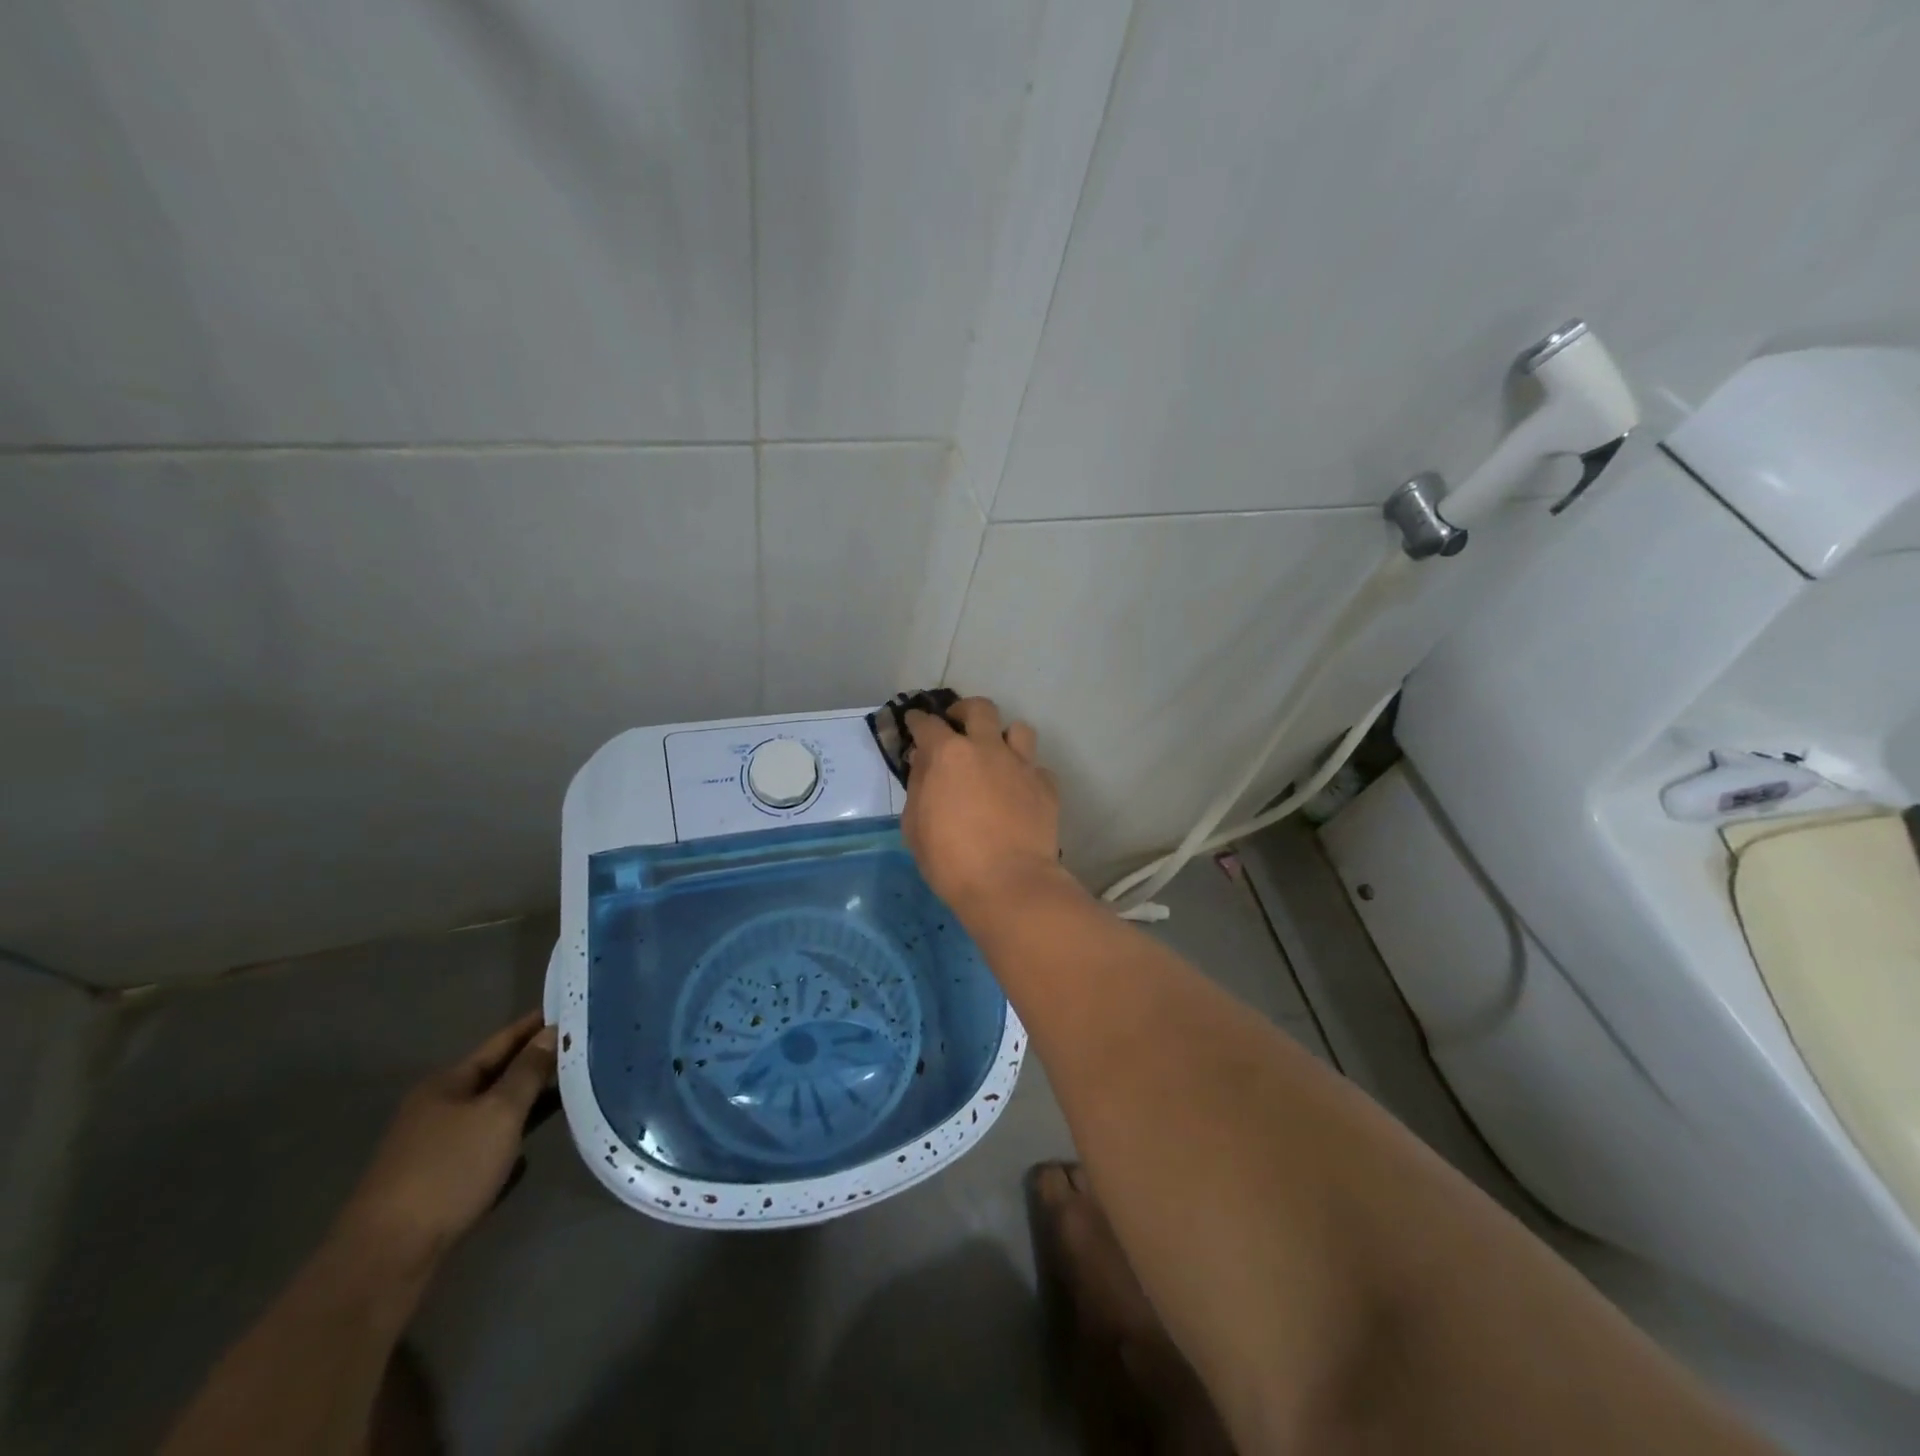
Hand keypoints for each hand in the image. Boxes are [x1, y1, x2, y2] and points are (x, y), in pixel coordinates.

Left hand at [337, 1011, 557, 1266]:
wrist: (386, 1258)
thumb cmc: (448, 1171)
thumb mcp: (499, 1113)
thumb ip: (528, 1072)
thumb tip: (550, 1032)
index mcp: (448, 1083)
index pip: (501, 1042)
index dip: (534, 1025)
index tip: (570, 1008)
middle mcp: (437, 1108)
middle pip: (496, 1076)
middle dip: (535, 1064)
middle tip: (580, 1049)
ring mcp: (433, 1147)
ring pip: (491, 1113)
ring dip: (526, 1104)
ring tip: (568, 1093)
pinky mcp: (436, 1182)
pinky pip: (484, 1148)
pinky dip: (508, 1142)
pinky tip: (529, 1153)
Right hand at [901, 696, 1075, 920]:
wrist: (1009, 884)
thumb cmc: (950, 860)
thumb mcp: (915, 826)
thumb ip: (918, 785)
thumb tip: (923, 761)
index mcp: (950, 755)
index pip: (929, 724)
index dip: (918, 721)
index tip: (915, 723)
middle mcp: (988, 749)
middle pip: (980, 709)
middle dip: (964, 711)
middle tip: (957, 725)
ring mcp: (1022, 765)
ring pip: (1018, 729)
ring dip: (1004, 736)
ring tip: (996, 753)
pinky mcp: (1046, 786)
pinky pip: (1036, 767)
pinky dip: (1025, 773)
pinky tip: (1019, 791)